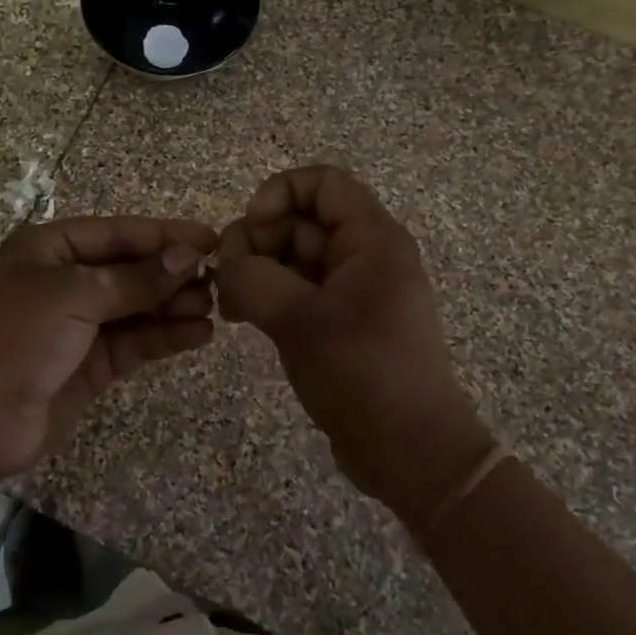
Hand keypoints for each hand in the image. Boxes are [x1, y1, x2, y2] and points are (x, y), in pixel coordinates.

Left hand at [0, 216, 218, 480]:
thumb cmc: (15, 337)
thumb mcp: (74, 295)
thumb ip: (135, 278)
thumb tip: (187, 255)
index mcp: (49, 249)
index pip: (117, 233)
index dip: (164, 235)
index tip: (212, 240)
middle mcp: (65, 281)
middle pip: (129, 270)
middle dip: (172, 273)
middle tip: (219, 279)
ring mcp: (77, 325)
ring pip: (136, 307)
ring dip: (173, 305)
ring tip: (214, 307)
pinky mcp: (89, 365)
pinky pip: (134, 342)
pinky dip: (165, 337)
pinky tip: (198, 334)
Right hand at [215, 166, 491, 521]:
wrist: (409, 451)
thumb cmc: (363, 374)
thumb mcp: (300, 320)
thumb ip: (252, 278)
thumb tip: (226, 265)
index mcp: (371, 239)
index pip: (322, 182)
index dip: (279, 193)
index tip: (252, 229)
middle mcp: (363, 255)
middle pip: (299, 220)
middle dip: (256, 241)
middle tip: (226, 281)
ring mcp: (350, 289)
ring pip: (291, 256)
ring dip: (254, 271)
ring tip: (231, 308)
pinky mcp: (338, 320)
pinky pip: (295, 289)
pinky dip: (266, 296)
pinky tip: (242, 320)